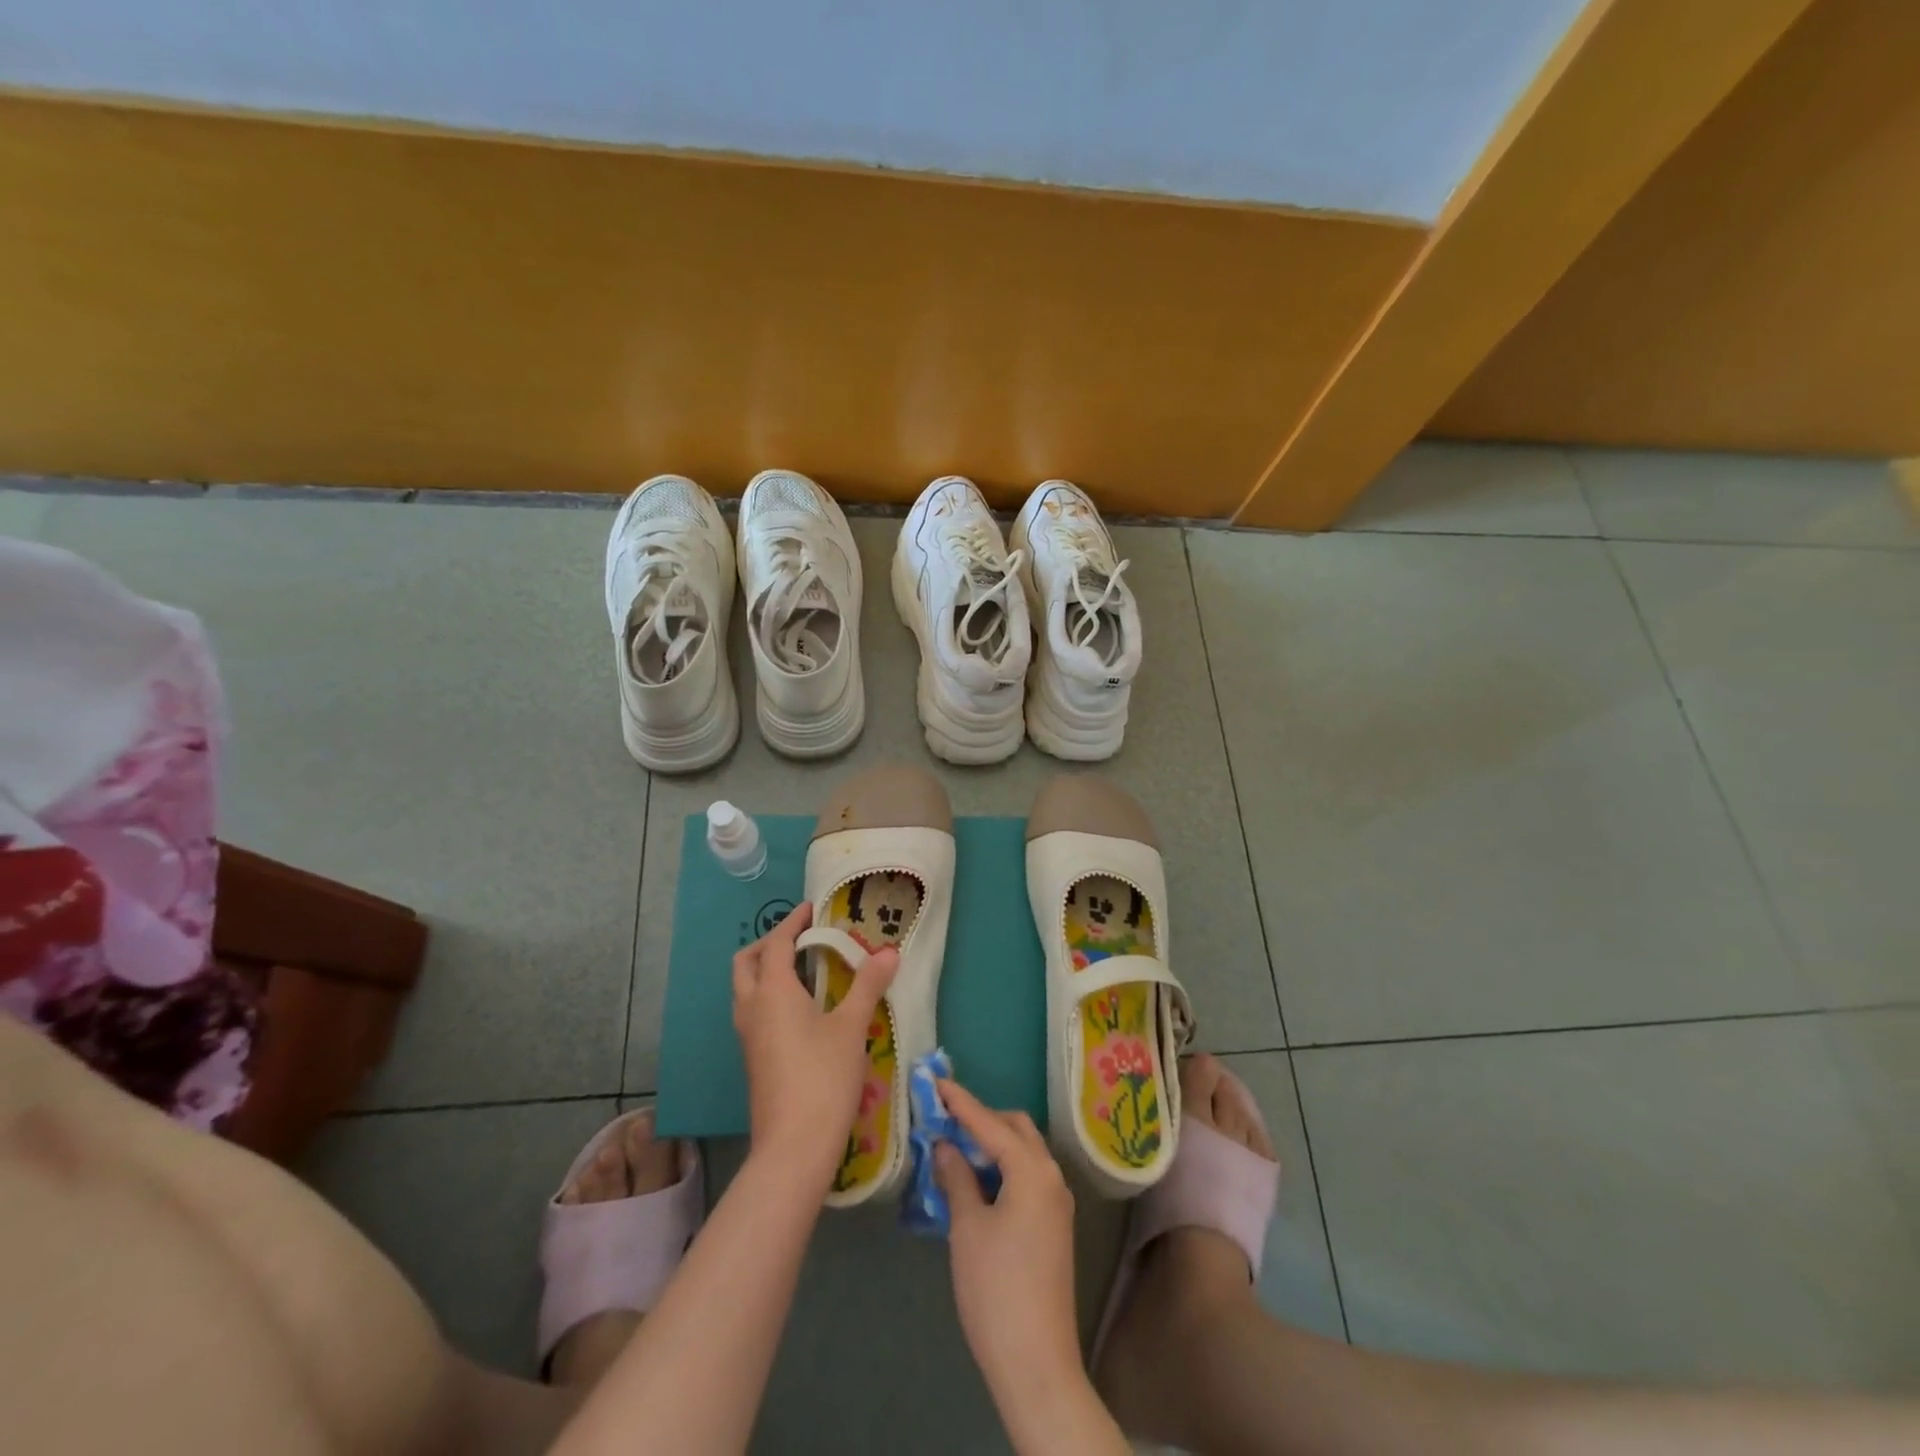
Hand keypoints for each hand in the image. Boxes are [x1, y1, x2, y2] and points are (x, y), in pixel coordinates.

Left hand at [732, 902, 897, 1190]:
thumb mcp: (852, 1027)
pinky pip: (754, 1010)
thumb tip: (889, 952)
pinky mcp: (753, 1058)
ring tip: (805, 969)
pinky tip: (801, 1008)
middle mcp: (752, 1008)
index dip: (794, 923)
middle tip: (802, 938)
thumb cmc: (823, 1078)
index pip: (777, 943)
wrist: (793, 1148)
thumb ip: (869, 985)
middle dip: (770, 943)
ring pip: (746, 988)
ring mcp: (748, 1036)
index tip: (812, 908)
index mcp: (772, 991)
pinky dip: (770, 994)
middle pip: (748, 962)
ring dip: (767, 969)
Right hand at [934, 1079, 1082, 1400]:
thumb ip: (957, 1177)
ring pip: (1024, 1152)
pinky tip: (977, 1180)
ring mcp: (1057, 1202)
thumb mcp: (967, 1227)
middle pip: (1016, 1129)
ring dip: (994, 1143)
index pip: (991, 1123)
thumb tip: (946, 1145)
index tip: (937, 1082)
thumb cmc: (996, 1289)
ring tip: (956, 1146)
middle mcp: (1052, 1176)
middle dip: (982, 1118)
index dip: (961, 1102)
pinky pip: (1028, 1176)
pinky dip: (1004, 1166)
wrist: (1036, 1362)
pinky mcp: (1055, 1224)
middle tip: (945, 1118)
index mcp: (1032, 1170)